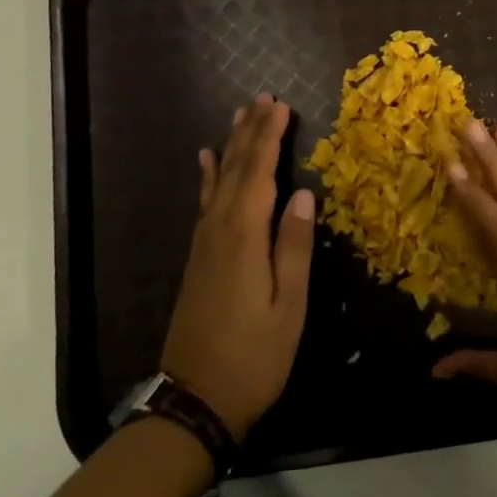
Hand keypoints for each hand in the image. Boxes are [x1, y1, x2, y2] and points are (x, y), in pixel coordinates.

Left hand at [160, 94, 313, 441]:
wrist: (195, 400)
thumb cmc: (254, 356)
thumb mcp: (288, 306)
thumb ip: (293, 248)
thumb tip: (302, 195)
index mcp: (244, 237)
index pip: (259, 173)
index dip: (270, 137)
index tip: (281, 105)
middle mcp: (219, 229)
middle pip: (237, 169)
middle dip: (251, 131)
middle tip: (263, 97)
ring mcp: (204, 242)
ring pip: (220, 181)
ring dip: (232, 145)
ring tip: (239, 115)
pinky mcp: (199, 256)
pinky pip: (205, 201)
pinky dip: (209, 176)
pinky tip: (207, 161)